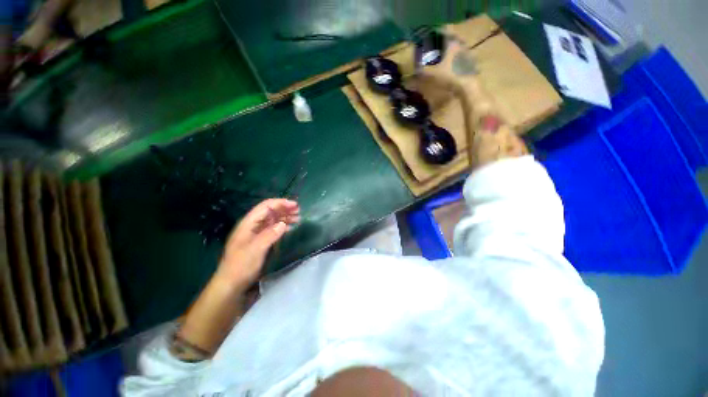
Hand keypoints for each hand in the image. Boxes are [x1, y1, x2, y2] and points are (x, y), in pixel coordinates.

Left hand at [217, 199, 299, 287]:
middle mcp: (252, 225)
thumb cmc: (241, 266)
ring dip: (285, 217)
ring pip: (272, 220)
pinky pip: (273, 229)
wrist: (231, 284)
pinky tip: (290, 228)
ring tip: (297, 218)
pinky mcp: (260, 241)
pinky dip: (282, 226)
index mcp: (248, 223)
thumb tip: (283, 224)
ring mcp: (256, 233)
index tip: (294, 205)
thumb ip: (269, 235)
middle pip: (270, 212)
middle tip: (298, 211)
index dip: (280, 203)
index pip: (265, 206)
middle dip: (284, 209)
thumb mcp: (256, 249)